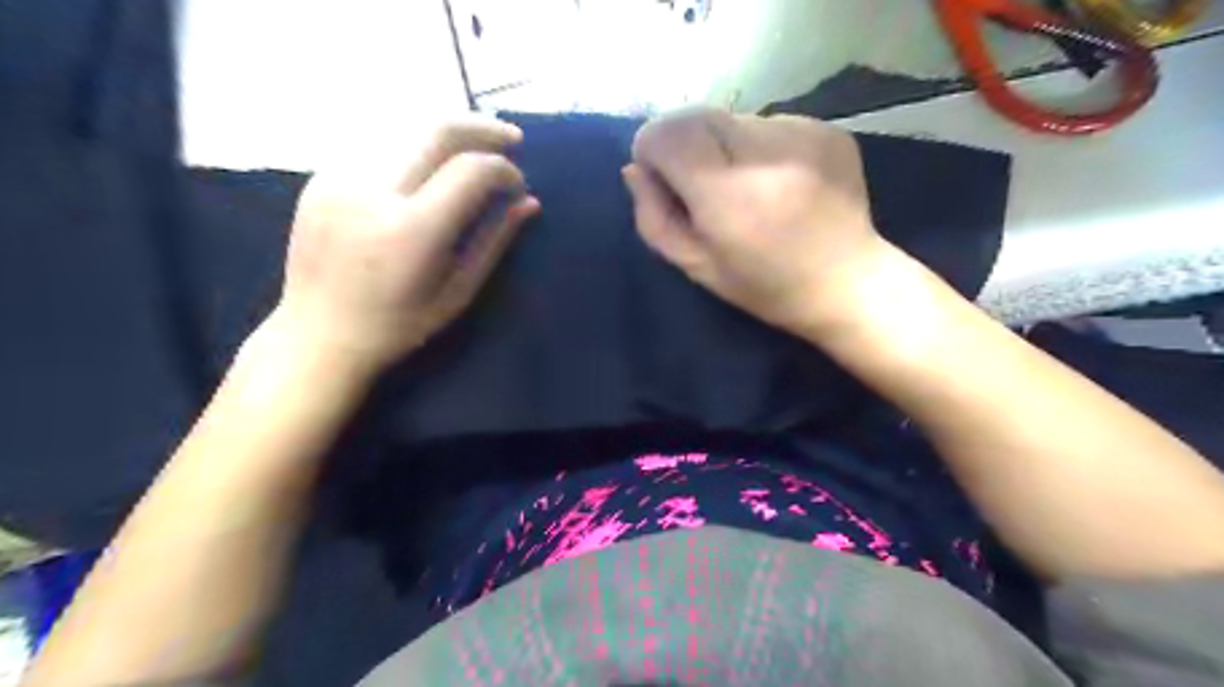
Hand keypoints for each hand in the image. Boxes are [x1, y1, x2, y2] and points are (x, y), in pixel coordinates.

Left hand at [272, 115, 539, 374]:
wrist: (317, 334)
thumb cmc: (398, 325)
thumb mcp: (458, 291)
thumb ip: (494, 240)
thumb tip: (528, 202)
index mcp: (412, 231)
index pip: (470, 171)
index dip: (503, 169)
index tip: (518, 185)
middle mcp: (372, 192)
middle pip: (436, 128)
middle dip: (482, 127)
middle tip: (511, 138)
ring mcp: (340, 177)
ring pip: (405, 124)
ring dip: (448, 130)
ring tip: (475, 144)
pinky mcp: (322, 175)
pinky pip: (378, 140)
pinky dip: (414, 142)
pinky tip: (430, 160)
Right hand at [625, 107, 895, 338]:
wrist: (847, 282)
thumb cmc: (764, 287)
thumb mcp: (696, 267)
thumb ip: (654, 218)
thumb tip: (635, 169)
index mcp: (728, 196)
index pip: (668, 133)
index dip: (652, 148)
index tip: (660, 176)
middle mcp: (765, 154)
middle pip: (696, 115)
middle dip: (684, 144)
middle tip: (701, 185)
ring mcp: (801, 134)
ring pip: (731, 118)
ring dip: (721, 146)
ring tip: (744, 187)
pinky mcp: (825, 128)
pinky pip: (767, 123)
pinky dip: (756, 147)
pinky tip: (775, 182)